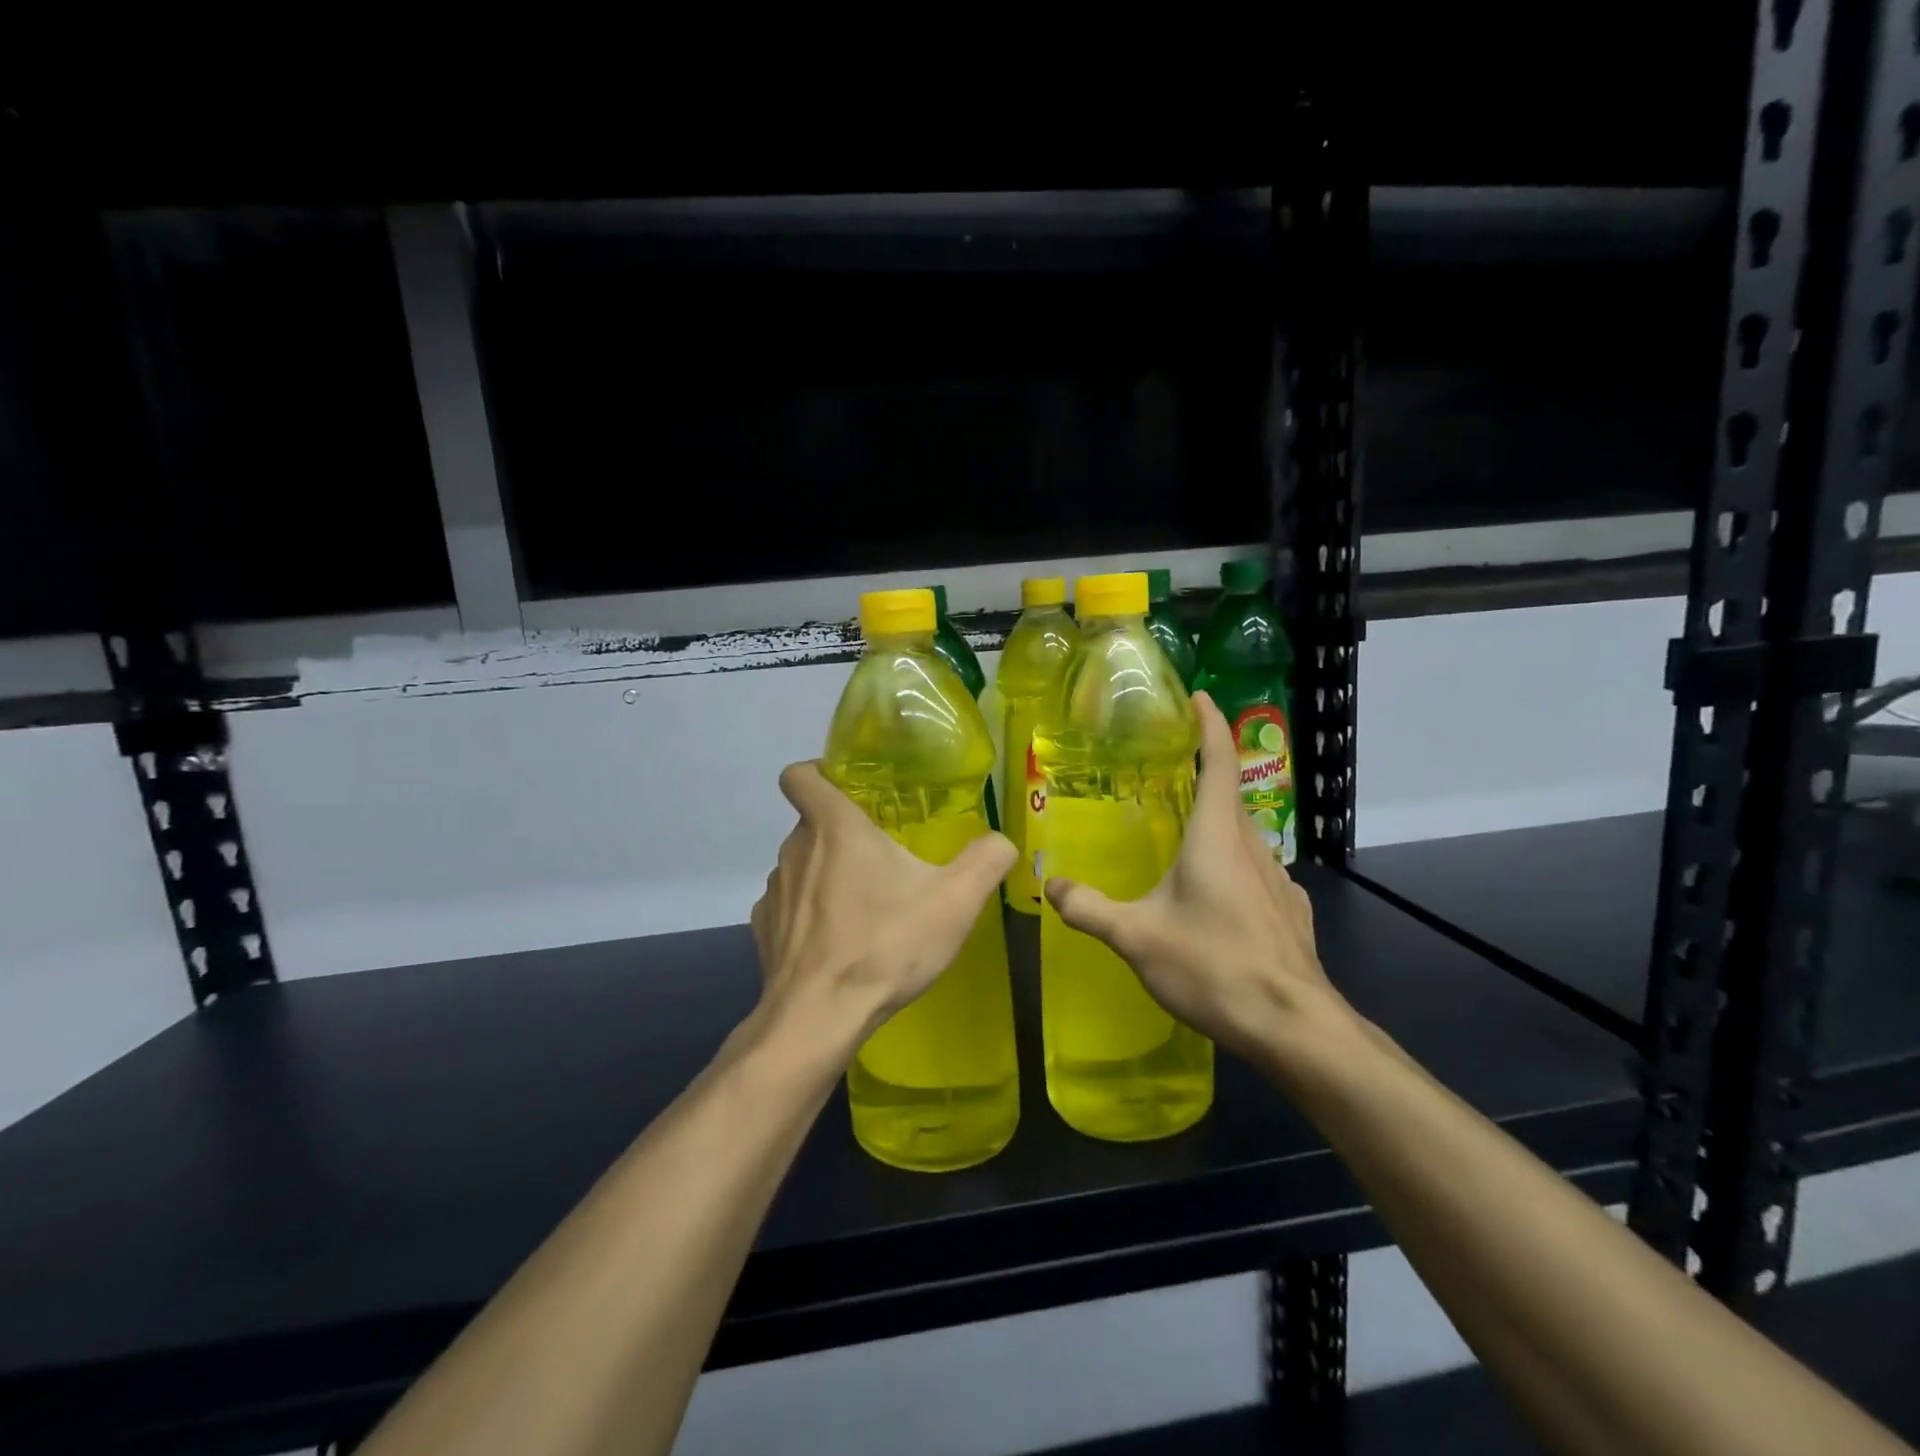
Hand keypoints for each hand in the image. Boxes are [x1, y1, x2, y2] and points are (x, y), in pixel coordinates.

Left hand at [751, 763, 1015, 1050]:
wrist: (819, 1019)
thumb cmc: (885, 945)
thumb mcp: (955, 901)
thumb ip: (986, 860)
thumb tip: (1002, 841)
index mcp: (834, 827)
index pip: (800, 774)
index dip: (819, 771)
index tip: (850, 788)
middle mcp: (795, 850)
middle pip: (813, 822)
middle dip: (845, 833)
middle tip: (885, 856)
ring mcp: (774, 892)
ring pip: (803, 865)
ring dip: (828, 874)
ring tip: (865, 906)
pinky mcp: (765, 931)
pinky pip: (790, 906)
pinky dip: (811, 914)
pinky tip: (839, 942)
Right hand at [1043, 692, 1355, 1070]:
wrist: (1293, 1026)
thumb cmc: (1213, 967)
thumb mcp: (1137, 938)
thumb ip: (1090, 909)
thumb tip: (1051, 886)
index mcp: (1217, 838)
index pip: (1219, 763)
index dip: (1210, 725)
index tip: (1200, 697)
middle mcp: (1254, 848)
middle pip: (1231, 798)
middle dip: (1206, 778)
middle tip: (1171, 775)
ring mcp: (1280, 881)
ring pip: (1245, 838)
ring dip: (1218, 827)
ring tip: (1186, 839)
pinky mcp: (1292, 912)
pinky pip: (1259, 874)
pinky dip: (1235, 868)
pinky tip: (1219, 899)